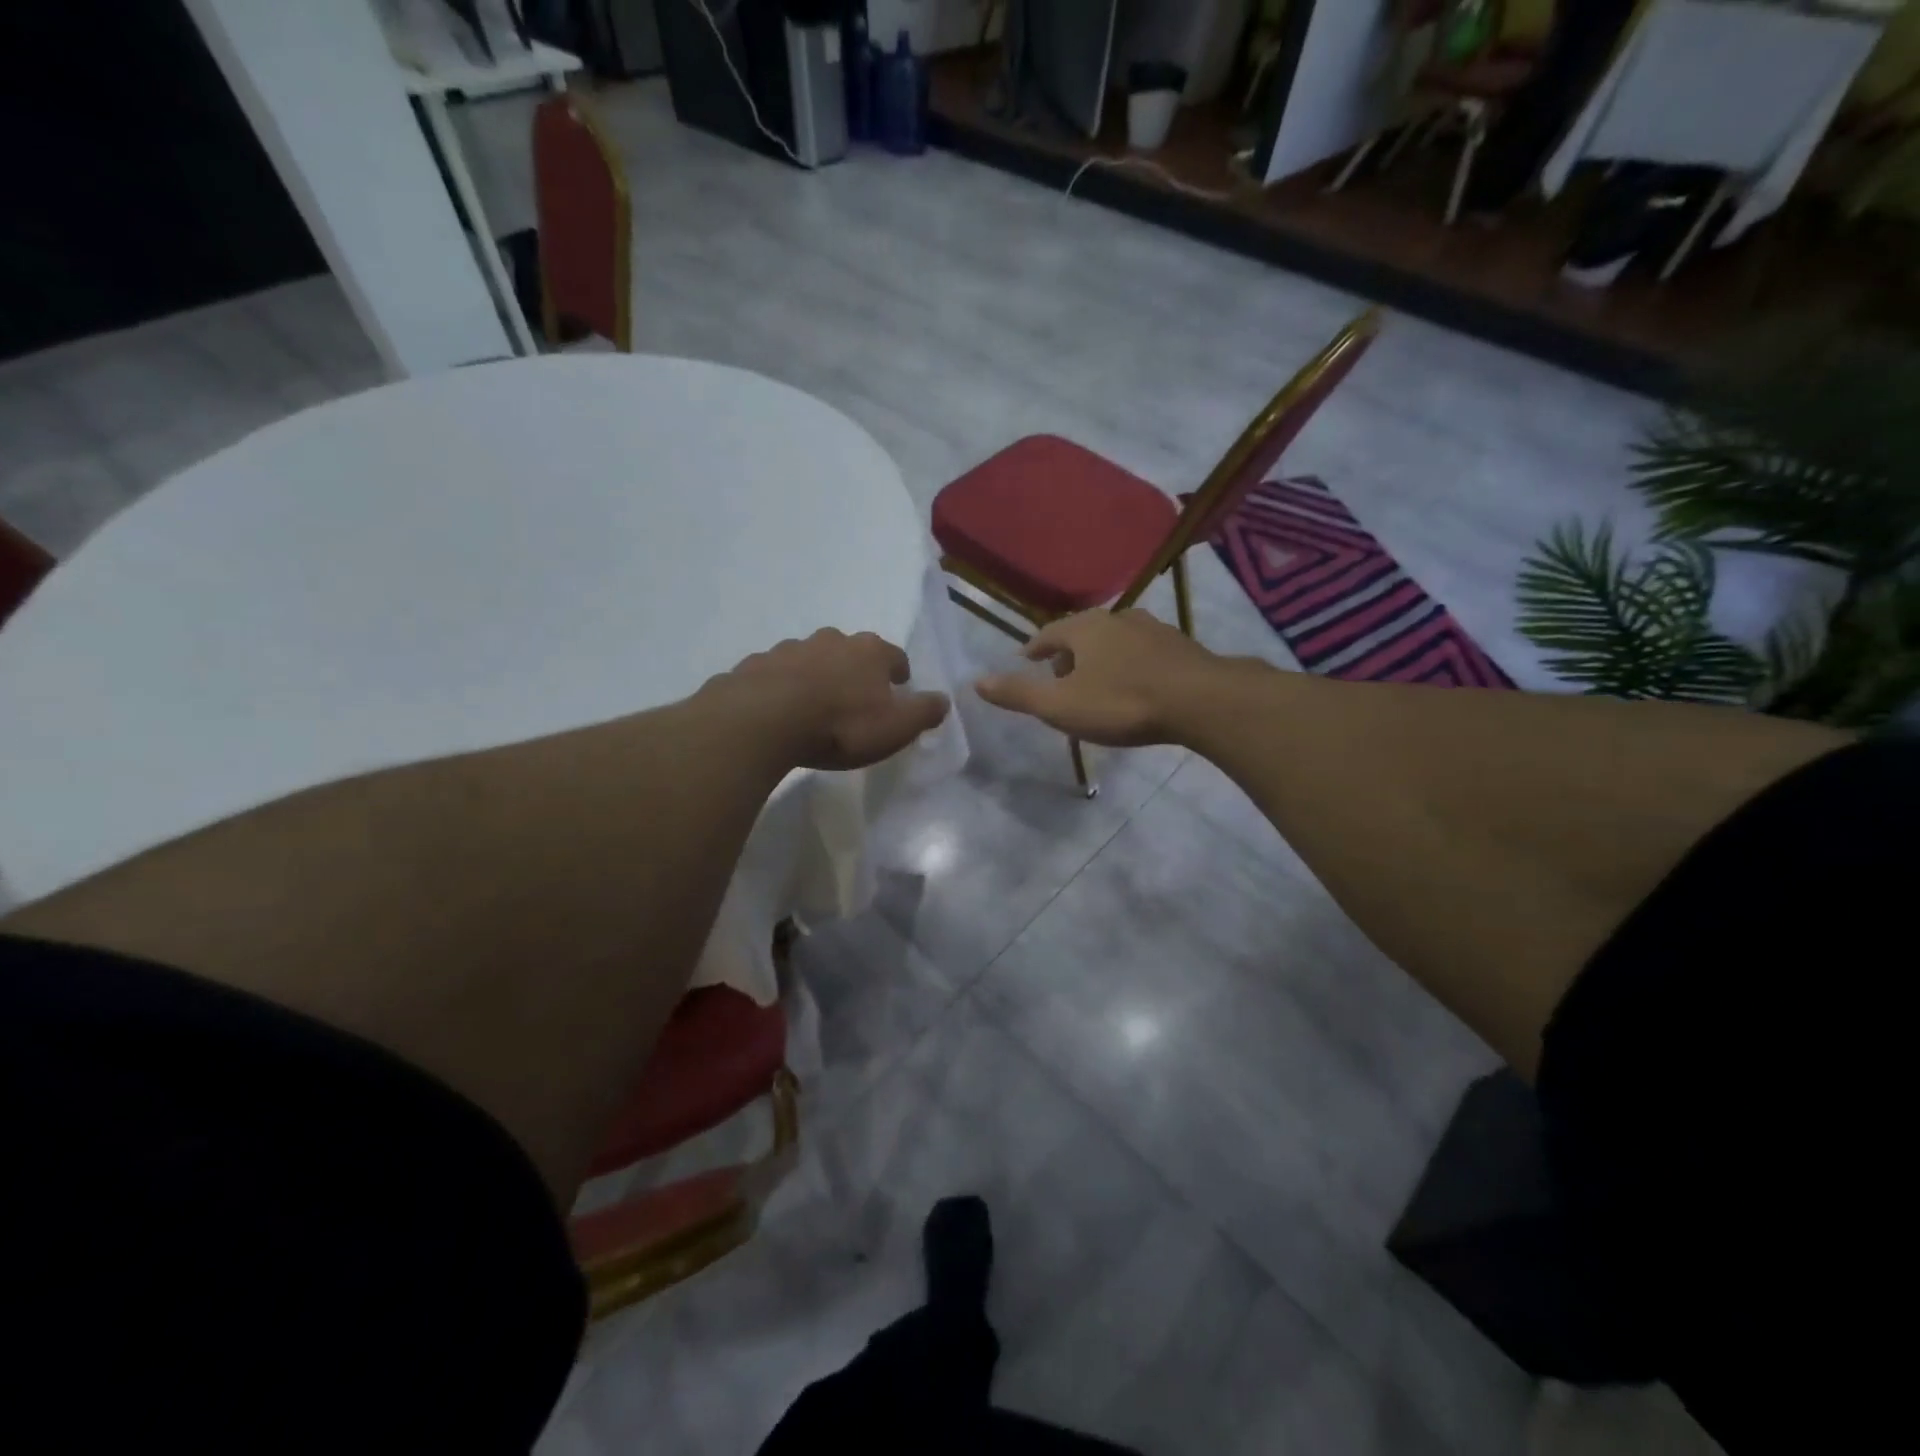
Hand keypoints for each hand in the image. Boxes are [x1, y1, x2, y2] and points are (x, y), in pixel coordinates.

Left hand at [712, 629, 950, 771]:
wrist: (765, 720)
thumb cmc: (841, 725)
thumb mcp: (896, 727)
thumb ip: (923, 712)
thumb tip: (944, 700)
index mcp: (870, 652)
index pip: (894, 655)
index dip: (898, 671)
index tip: (898, 686)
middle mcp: (832, 640)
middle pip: (851, 650)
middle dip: (856, 669)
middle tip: (856, 695)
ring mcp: (791, 648)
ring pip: (812, 658)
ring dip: (818, 675)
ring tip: (816, 704)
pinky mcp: (757, 664)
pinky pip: (777, 673)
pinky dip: (783, 685)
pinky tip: (781, 708)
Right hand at [974, 609, 1220, 746]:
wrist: (1200, 701)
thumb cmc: (1122, 702)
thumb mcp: (1061, 706)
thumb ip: (1019, 694)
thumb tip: (976, 682)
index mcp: (1084, 628)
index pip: (1048, 633)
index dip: (1034, 648)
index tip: (1026, 660)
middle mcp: (1117, 619)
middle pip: (1083, 633)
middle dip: (1068, 653)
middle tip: (1059, 676)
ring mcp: (1153, 630)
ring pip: (1115, 640)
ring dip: (1101, 657)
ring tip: (1096, 680)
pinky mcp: (1180, 647)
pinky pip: (1143, 652)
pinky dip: (1130, 664)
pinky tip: (1136, 684)